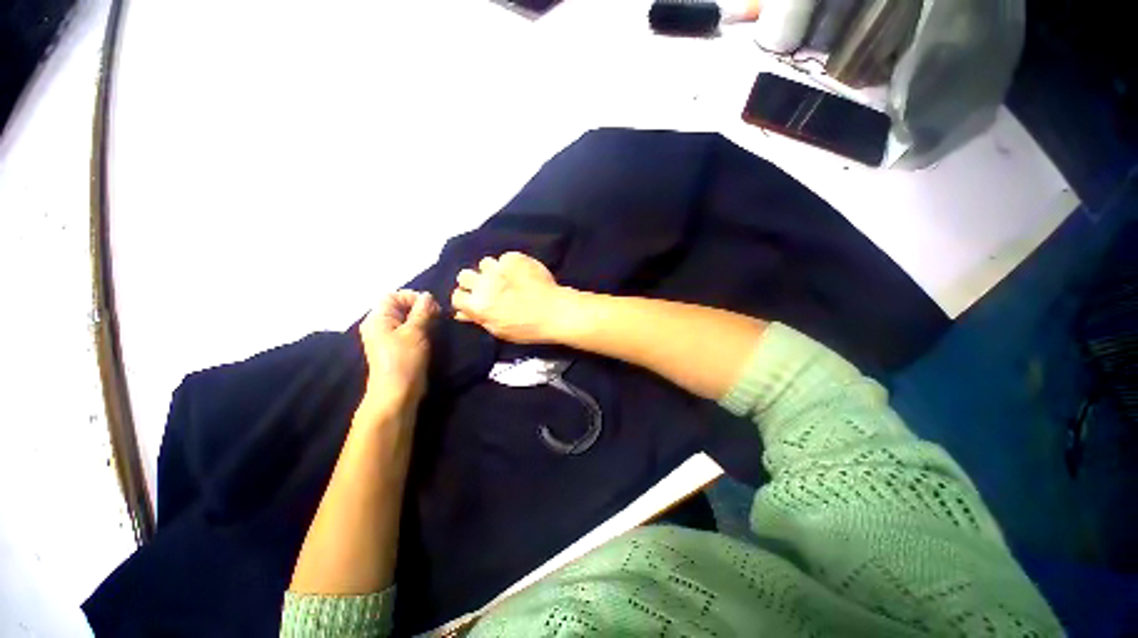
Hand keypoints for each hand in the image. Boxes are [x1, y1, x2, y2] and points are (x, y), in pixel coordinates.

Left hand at [359, 290, 438, 409]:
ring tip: (436, 324)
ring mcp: (388, 337)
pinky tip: (431, 333)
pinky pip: (409, 330)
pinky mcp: (398, 347)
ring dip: (423, 318)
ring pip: (407, 319)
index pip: (393, 295)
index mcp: (377, 318)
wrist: (397, 393)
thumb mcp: (415, 332)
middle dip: (420, 307)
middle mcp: (380, 325)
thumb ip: (422, 311)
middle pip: (400, 306)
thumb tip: (428, 295)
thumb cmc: (404, 360)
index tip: (431, 306)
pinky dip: (421, 328)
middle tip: (437, 315)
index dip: (412, 297)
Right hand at [452, 252, 568, 343]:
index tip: (474, 300)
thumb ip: (478, 318)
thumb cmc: (527, 328)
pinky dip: (511, 265)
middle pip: (464, 275)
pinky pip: (505, 258)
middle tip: (488, 287)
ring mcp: (499, 268)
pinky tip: (522, 273)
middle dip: (474, 281)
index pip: (457, 296)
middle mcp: (484, 284)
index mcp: (478, 305)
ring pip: (484, 263)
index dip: (465, 298)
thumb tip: (461, 313)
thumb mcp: (499, 330)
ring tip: (506, 277)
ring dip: (492, 270)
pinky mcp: (514, 258)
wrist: (554, 312)